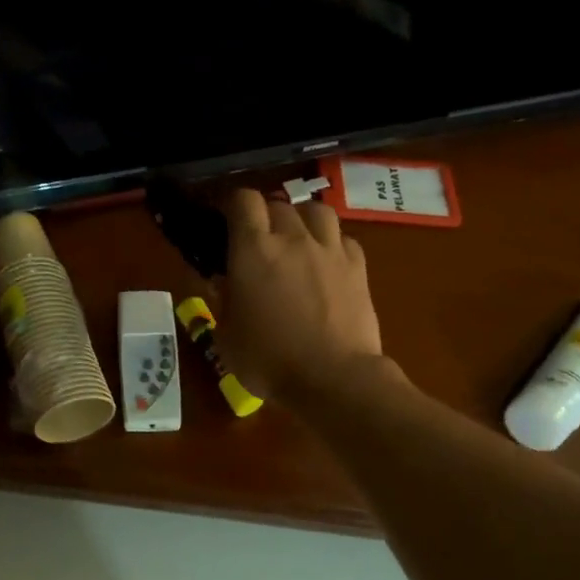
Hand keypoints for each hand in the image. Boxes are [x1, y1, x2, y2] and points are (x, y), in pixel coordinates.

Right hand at [214, 189, 389, 404]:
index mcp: (254, 251)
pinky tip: (327, 263)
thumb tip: (220, 282)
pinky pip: (344, 239)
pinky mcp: (358, 267)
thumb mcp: (227, 337)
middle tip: (259, 242)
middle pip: (279, 204)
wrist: (333, 378)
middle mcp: (293, 239)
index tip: (225, 220)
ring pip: (316, 211)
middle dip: (265, 216)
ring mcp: (330, 250)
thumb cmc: (269, 361)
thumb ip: (221, 302)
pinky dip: (332, 244)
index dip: (232, 204)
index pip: (242, 201)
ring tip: (297, 240)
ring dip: (302, 220)